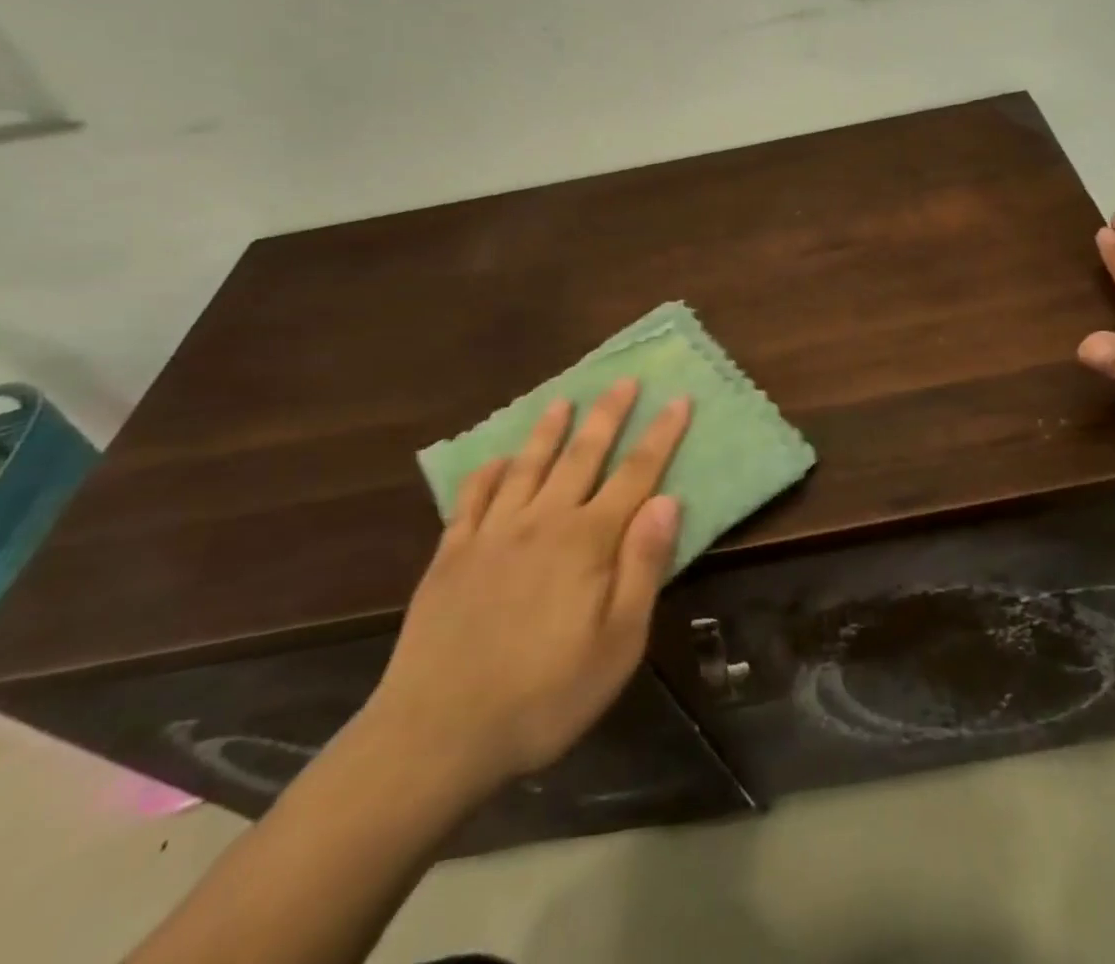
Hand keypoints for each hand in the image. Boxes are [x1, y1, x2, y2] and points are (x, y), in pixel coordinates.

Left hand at [362, 380, 685, 803]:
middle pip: (583, 455)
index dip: (661, 435)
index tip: (678, 400)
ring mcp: (491, 534)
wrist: (436, 735)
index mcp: (588, 541)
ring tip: (563, 400)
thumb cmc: (544, 696)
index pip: (636, 474)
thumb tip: (668, 500)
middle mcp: (542, 521)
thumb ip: (643, 566)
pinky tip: (495, 461)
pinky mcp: (450, 555)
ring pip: (528, 465)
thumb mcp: (618, 644)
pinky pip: (472, 499)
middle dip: (608, 415)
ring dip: (549, 430)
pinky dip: (487, 474)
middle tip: (624, 380)